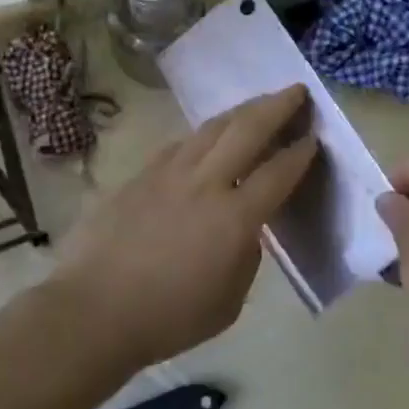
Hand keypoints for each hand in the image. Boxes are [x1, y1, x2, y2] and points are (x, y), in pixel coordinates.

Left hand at [54, 85, 318, 369]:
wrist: (94, 310)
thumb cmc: (168, 317)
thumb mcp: (229, 302)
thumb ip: (246, 257)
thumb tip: (244, 229)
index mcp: (234, 218)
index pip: (278, 172)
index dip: (301, 152)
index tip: (314, 137)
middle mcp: (205, 183)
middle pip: (247, 129)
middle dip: (277, 106)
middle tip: (297, 91)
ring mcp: (169, 173)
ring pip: (211, 128)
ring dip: (241, 111)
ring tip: (258, 103)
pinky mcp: (140, 174)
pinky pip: (180, 144)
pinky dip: (203, 135)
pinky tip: (207, 137)